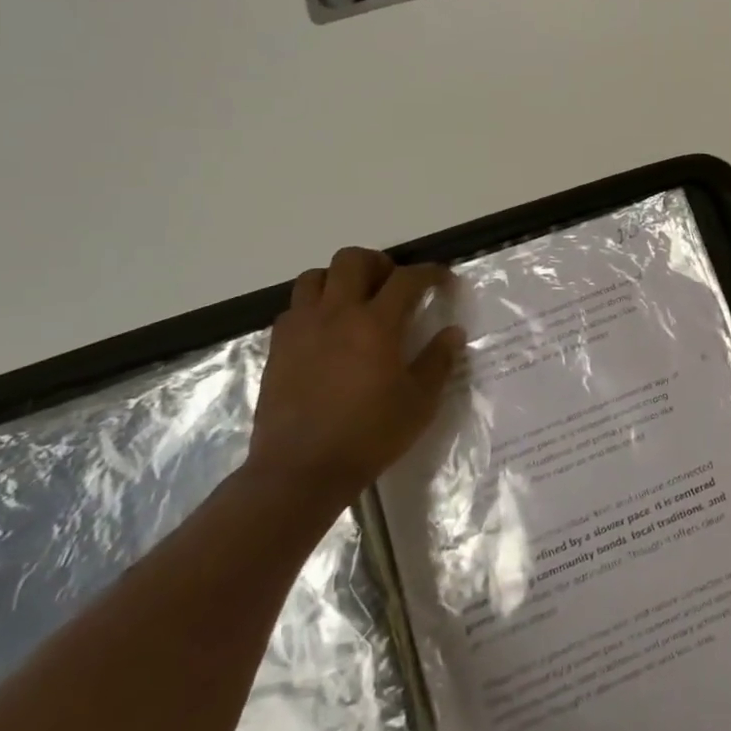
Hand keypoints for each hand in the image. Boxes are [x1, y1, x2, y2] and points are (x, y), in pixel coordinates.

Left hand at [247, 247, 463, 514]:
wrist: (301, 470)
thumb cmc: (369, 435)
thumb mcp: (420, 402)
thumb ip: (438, 361)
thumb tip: (452, 333)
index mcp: (376, 324)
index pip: (407, 279)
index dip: (430, 273)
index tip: (443, 279)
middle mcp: (336, 314)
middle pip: (353, 260)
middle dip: (379, 263)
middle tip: (394, 284)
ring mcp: (302, 328)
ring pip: (316, 276)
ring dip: (340, 279)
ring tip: (355, 301)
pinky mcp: (278, 347)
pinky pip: (295, 307)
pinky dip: (315, 306)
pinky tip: (327, 331)